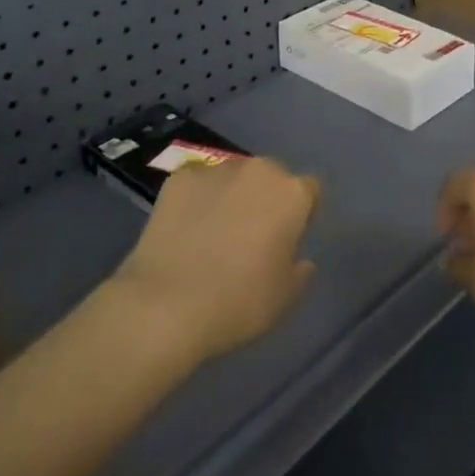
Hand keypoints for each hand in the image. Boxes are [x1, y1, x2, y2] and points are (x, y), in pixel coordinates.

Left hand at [106, 157, 320, 363]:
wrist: (165, 306)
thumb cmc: (237, 303)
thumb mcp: (284, 299)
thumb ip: (299, 272)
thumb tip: (300, 260)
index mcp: (292, 193)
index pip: (309, 191)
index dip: (301, 214)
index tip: (287, 240)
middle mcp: (259, 170)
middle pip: (271, 176)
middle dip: (266, 198)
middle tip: (250, 235)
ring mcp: (217, 169)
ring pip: (234, 177)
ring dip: (231, 196)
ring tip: (212, 233)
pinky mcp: (180, 177)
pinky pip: (197, 184)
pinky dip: (196, 200)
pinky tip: (184, 230)